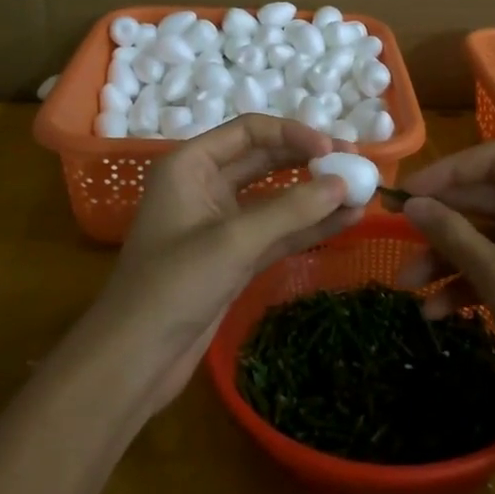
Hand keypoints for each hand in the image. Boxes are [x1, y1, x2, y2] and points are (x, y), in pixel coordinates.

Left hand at [95, 115, 363, 408]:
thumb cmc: (172, 287)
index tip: (332, 148)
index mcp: (190, 166)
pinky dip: (308, 226)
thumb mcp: (233, 241)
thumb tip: (344, 184)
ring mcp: (221, 223)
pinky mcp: (234, 257)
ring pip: (276, 198)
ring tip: (361, 191)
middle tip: (356, 165)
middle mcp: (205, 186)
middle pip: (266, 159)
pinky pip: (278, 232)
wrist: (133, 361)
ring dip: (315, 195)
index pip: (249, 132)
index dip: (293, 134)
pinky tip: (346, 221)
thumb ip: (291, 210)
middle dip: (310, 161)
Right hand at [398, 143, 494, 419]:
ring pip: (494, 235)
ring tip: (406, 285)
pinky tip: (437, 309)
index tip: (403, 195)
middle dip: (442, 223)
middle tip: (395, 235)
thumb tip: (411, 204)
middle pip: (491, 198)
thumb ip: (453, 234)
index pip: (493, 161)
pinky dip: (475, 280)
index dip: (444, 174)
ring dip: (451, 258)